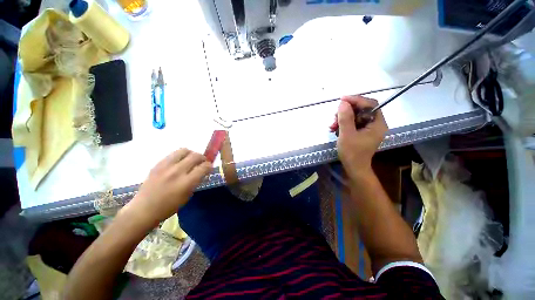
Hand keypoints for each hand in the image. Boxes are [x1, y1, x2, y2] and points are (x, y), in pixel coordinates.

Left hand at [121, 149, 212, 228]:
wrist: (143, 209)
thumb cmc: (168, 207)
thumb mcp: (187, 196)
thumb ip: (196, 181)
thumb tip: (202, 171)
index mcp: (186, 183)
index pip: (204, 167)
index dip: (209, 166)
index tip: (209, 168)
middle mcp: (177, 171)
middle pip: (196, 156)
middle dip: (203, 158)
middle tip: (202, 162)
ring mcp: (166, 166)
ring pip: (184, 150)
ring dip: (191, 154)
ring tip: (191, 160)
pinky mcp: (158, 164)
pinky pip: (173, 154)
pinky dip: (180, 156)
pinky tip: (179, 162)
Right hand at [335, 95, 387, 178]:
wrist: (354, 168)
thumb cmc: (352, 153)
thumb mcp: (347, 135)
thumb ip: (345, 118)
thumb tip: (343, 103)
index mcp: (377, 124)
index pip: (370, 104)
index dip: (356, 100)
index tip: (342, 100)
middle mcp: (375, 124)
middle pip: (361, 109)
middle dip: (346, 111)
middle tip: (334, 117)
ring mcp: (368, 129)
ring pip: (355, 116)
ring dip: (342, 118)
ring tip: (332, 125)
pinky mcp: (361, 132)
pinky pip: (352, 123)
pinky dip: (343, 124)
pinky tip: (334, 128)